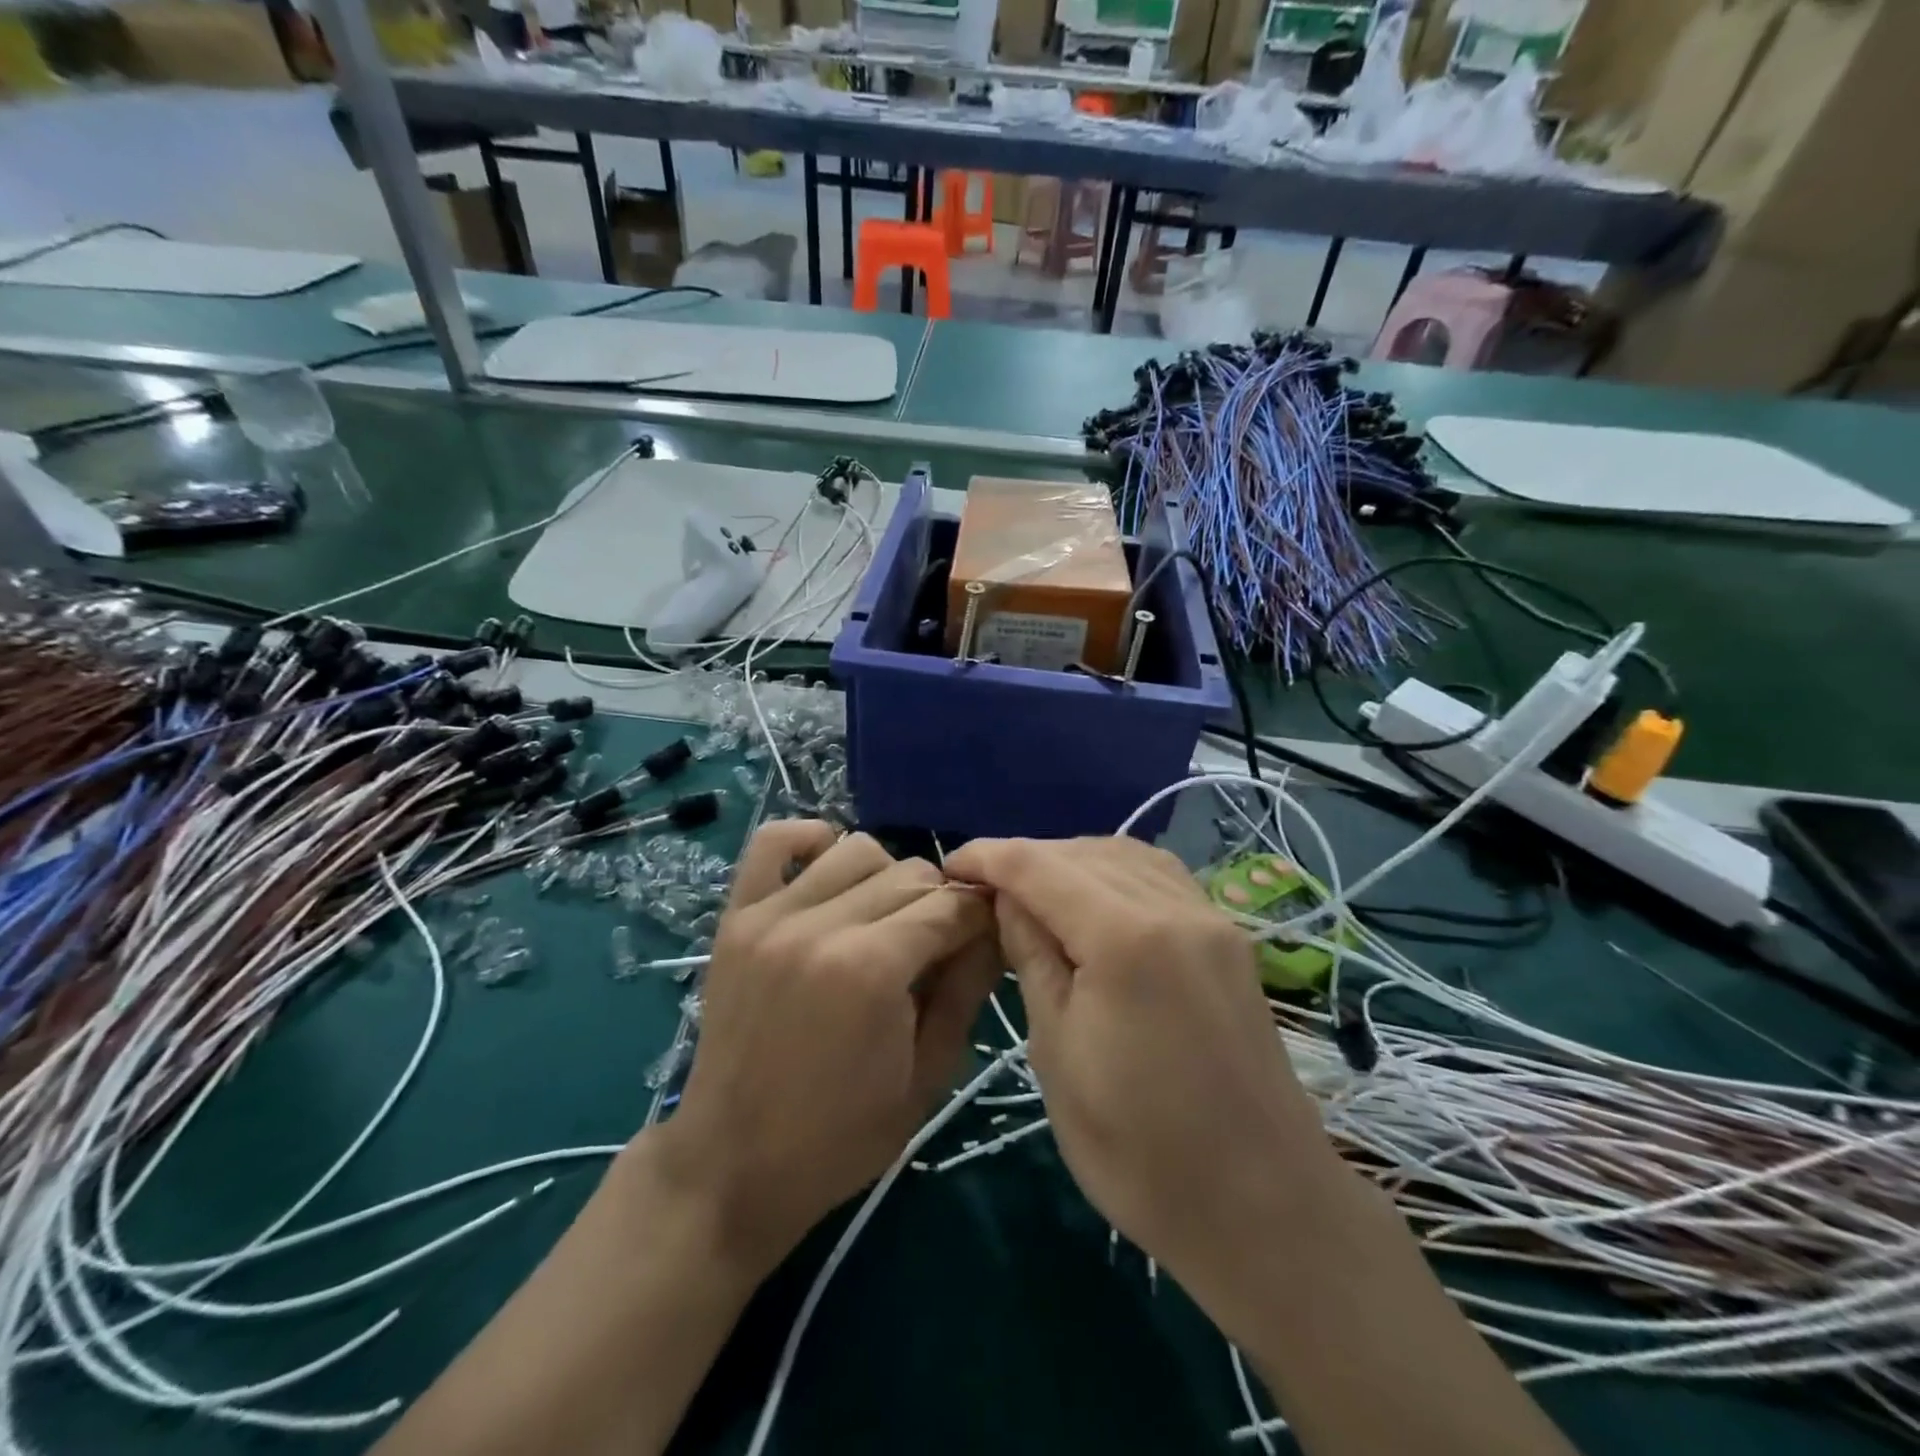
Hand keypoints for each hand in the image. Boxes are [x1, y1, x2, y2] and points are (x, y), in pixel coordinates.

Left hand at [654, 822, 1000, 1276]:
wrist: (732, 1165)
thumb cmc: (841, 1137)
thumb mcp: (928, 1077)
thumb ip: (967, 991)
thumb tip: (994, 929)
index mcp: (872, 970)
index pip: (951, 904)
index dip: (980, 916)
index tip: (985, 936)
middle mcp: (820, 926)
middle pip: (910, 871)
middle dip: (939, 901)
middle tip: (936, 944)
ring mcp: (770, 916)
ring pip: (855, 848)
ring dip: (885, 876)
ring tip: (884, 919)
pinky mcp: (735, 917)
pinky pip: (772, 842)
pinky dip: (808, 841)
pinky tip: (828, 870)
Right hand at [942, 836, 1333, 1299]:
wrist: (1264, 1209)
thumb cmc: (1140, 1150)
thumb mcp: (1058, 1053)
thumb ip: (1032, 957)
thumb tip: (1006, 898)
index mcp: (1125, 937)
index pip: (1039, 866)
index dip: (988, 857)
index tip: (949, 866)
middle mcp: (1173, 907)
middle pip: (1082, 852)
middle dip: (1026, 859)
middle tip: (983, 888)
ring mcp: (1210, 918)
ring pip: (1124, 855)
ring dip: (1071, 861)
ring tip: (1033, 893)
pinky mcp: (1228, 939)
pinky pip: (1160, 877)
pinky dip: (1116, 873)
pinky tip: (1095, 901)